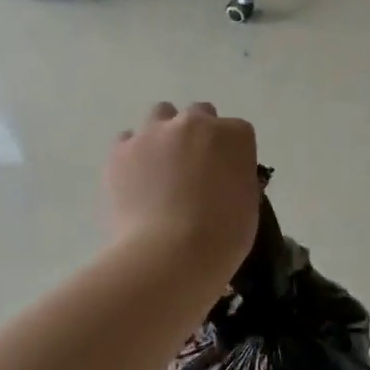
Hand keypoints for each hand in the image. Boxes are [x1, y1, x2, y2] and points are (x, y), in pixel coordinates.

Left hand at [107, 102, 259, 281]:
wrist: (170, 254)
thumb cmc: (223, 236)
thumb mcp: (248, 205)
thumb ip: (237, 179)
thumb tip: (223, 179)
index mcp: (235, 136)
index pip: (237, 132)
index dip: (231, 154)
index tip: (226, 175)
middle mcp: (195, 123)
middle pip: (198, 114)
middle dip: (198, 135)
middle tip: (194, 168)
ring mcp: (154, 133)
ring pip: (160, 116)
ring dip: (164, 134)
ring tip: (161, 168)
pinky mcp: (121, 150)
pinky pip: (128, 140)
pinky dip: (133, 154)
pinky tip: (136, 179)